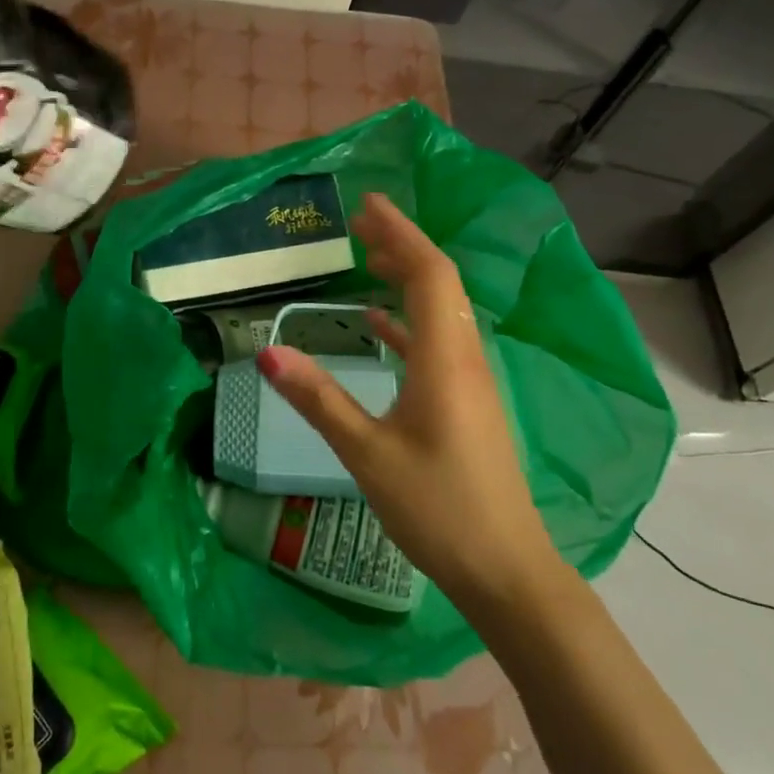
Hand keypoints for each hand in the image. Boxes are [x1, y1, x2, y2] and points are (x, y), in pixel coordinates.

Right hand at [257, 193, 559, 603]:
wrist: (505, 568)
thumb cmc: (436, 508)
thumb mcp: (367, 453)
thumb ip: (318, 399)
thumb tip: (268, 352)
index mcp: (445, 358)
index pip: (429, 274)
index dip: (401, 233)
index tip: (369, 205)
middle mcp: (464, 357)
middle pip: (438, 283)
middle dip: (402, 246)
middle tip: (359, 224)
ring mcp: (470, 381)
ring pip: (441, 311)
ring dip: (407, 280)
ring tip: (367, 259)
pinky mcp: (467, 402)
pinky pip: (438, 343)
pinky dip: (409, 322)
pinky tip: (379, 324)